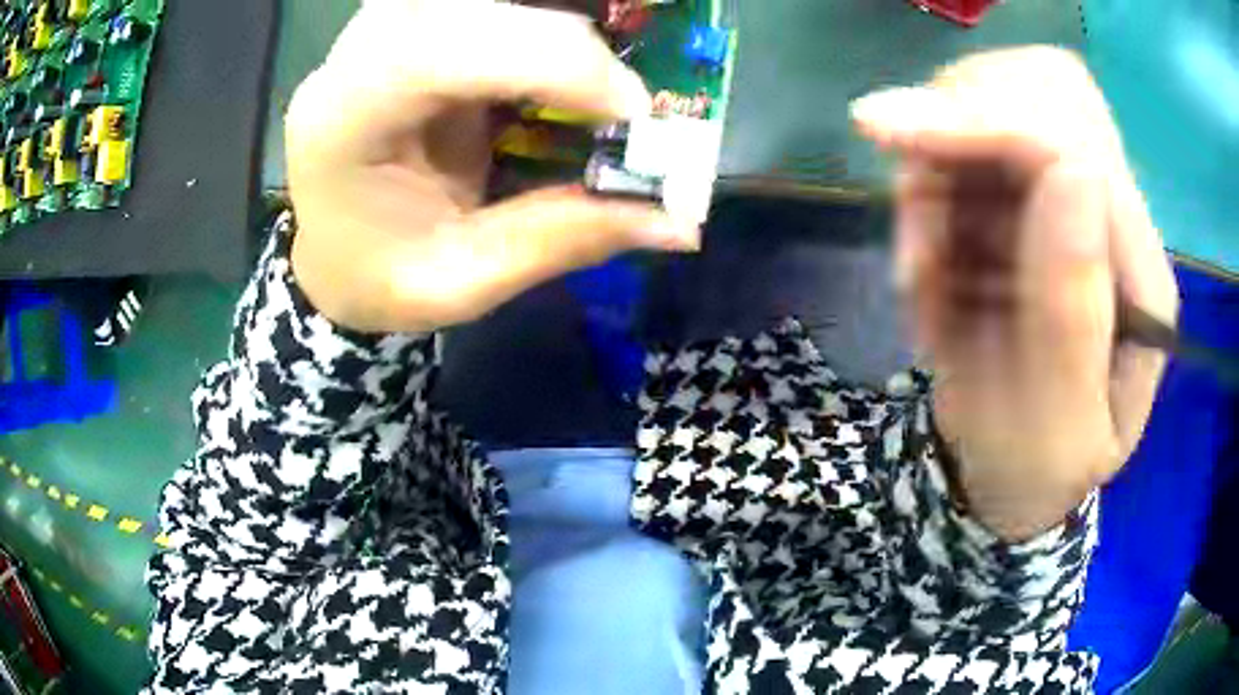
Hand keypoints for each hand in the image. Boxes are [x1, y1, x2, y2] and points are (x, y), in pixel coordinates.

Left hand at [285, 0, 698, 333]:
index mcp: (343, 119)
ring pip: (486, 2)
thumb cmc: (376, 278)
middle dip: (565, 44)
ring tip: (594, 91)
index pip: (438, 52)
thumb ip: (559, 240)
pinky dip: (539, 35)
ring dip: (555, 36)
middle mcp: (354, 57)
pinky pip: (487, 11)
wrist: (333, 255)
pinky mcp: (412, 28)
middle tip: (626, 104)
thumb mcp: (461, 282)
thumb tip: (679, 224)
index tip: (632, 111)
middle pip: (472, 7)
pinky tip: (560, 71)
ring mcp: (380, 32)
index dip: (547, 60)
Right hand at [852, 47, 1178, 540]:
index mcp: (1140, 279)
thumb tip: (1072, 173)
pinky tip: (928, 252)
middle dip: (963, 111)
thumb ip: (1074, 319)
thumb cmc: (1036, 470)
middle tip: (908, 173)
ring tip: (924, 262)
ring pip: (998, 97)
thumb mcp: (1056, 433)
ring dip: (938, 157)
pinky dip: (930, 178)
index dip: (995, 123)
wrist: (1014, 473)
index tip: (896, 131)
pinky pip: (967, 137)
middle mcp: (1113, 218)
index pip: (1082, 147)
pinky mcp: (1026, 197)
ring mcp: (1069, 198)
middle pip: (1047, 86)